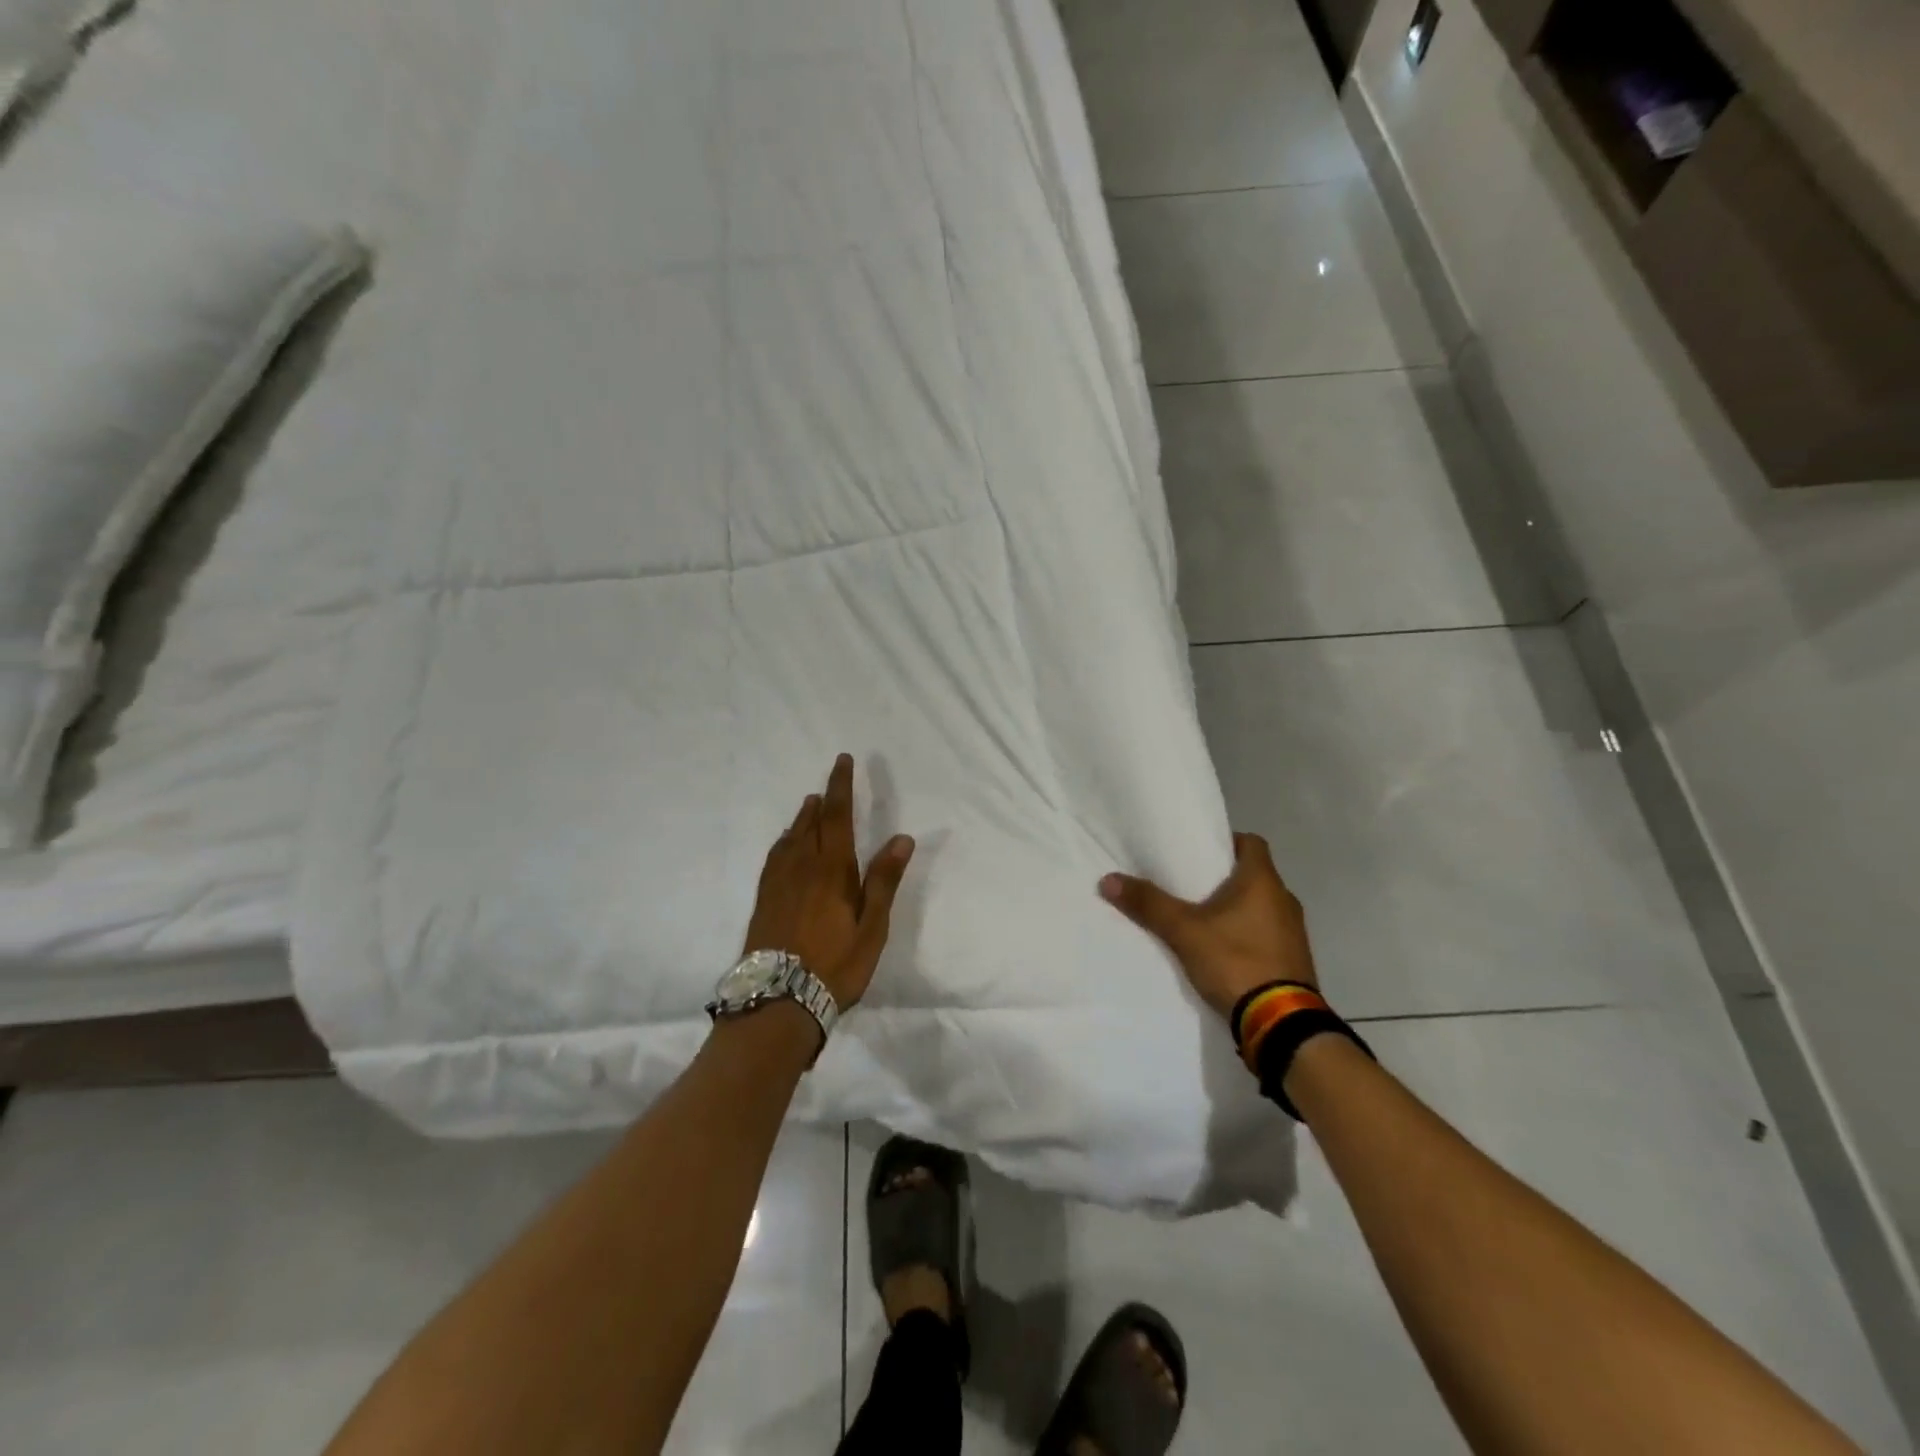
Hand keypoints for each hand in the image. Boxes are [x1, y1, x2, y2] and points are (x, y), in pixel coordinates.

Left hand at [744, 754, 915, 1010]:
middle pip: (812, 823)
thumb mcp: (872, 927)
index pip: (838, 816)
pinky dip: (784, 841)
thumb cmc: (835, 964)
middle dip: (823, 798)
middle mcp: (802, 867)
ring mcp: (778, 882)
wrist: (778, 999)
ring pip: (791, 838)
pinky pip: (774, 857)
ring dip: (802, 818)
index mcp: (832, 869)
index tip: (843, 760)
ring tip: (809, 805)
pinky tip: (785, 846)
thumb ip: (884, 880)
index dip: (841, 786)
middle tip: (829, 782)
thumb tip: (901, 837)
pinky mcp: (764, 900)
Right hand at [1099, 832, 1316, 1019]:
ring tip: (1201, 919)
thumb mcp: (1183, 932)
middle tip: (1189, 885)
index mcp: (1264, 882)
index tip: (1199, 852)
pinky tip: (1222, 951)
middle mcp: (1285, 900)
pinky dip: (1246, 935)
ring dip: (1236, 909)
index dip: (1227, 842)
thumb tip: (1108, 879)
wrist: (1281, 1025)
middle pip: (1253, 875)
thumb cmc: (1236, 961)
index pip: (1252, 842)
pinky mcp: (1295, 961)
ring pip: (1260, 906)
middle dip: (1223, 878)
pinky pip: (1267, 934)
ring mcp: (1294, 932)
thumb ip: (1148, 904)